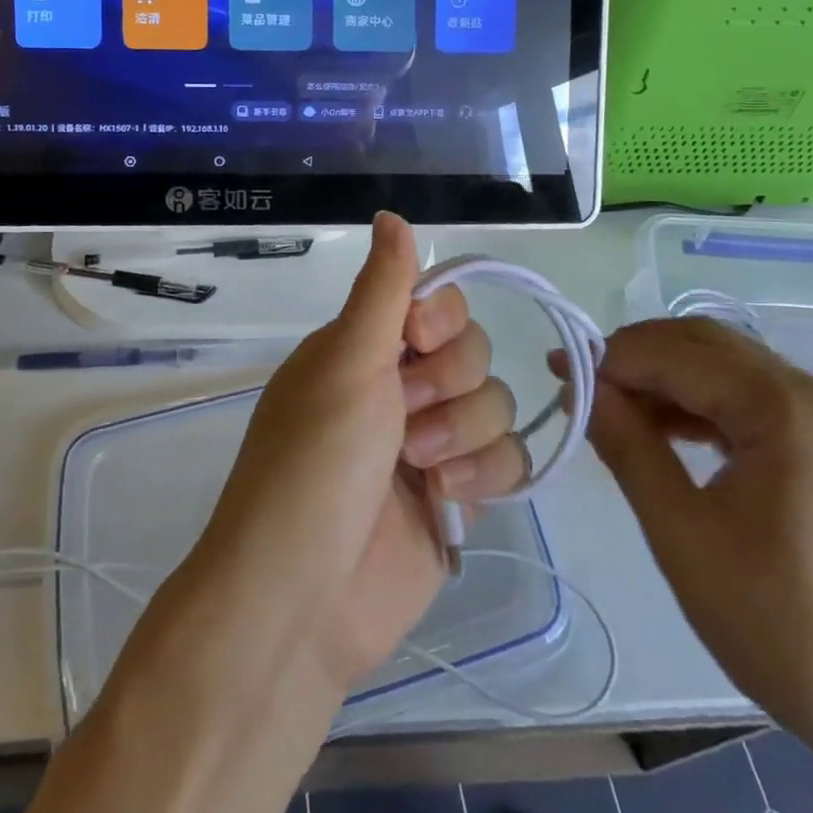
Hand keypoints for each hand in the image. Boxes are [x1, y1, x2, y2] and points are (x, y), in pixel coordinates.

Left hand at [190, 212, 529, 693]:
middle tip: (405, 420)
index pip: (438, 302)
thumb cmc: (314, 464)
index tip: (417, 341)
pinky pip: (508, 458)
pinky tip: (450, 500)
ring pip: (497, 402)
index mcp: (368, 348)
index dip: (442, 320)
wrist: (304, 599)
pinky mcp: (460, 495)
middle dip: (448, 385)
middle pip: (475, 350)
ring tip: (421, 471)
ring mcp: (433, 442)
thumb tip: (392, 213)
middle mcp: (401, 386)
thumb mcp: (345, 362)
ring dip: (464, 433)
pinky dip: (486, 474)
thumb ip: (382, 289)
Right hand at [583, 318, 812, 784]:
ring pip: (727, 366)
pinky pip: (752, 396)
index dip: (610, 360)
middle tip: (581, 389)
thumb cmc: (780, 625)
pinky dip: (702, 402)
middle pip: (705, 344)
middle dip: (636, 359)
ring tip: (614, 412)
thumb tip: (581, 387)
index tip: (559, 377)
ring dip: (666, 378)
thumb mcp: (682, 535)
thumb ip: (627, 446)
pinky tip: (668, 431)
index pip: (677, 355)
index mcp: (786, 407)